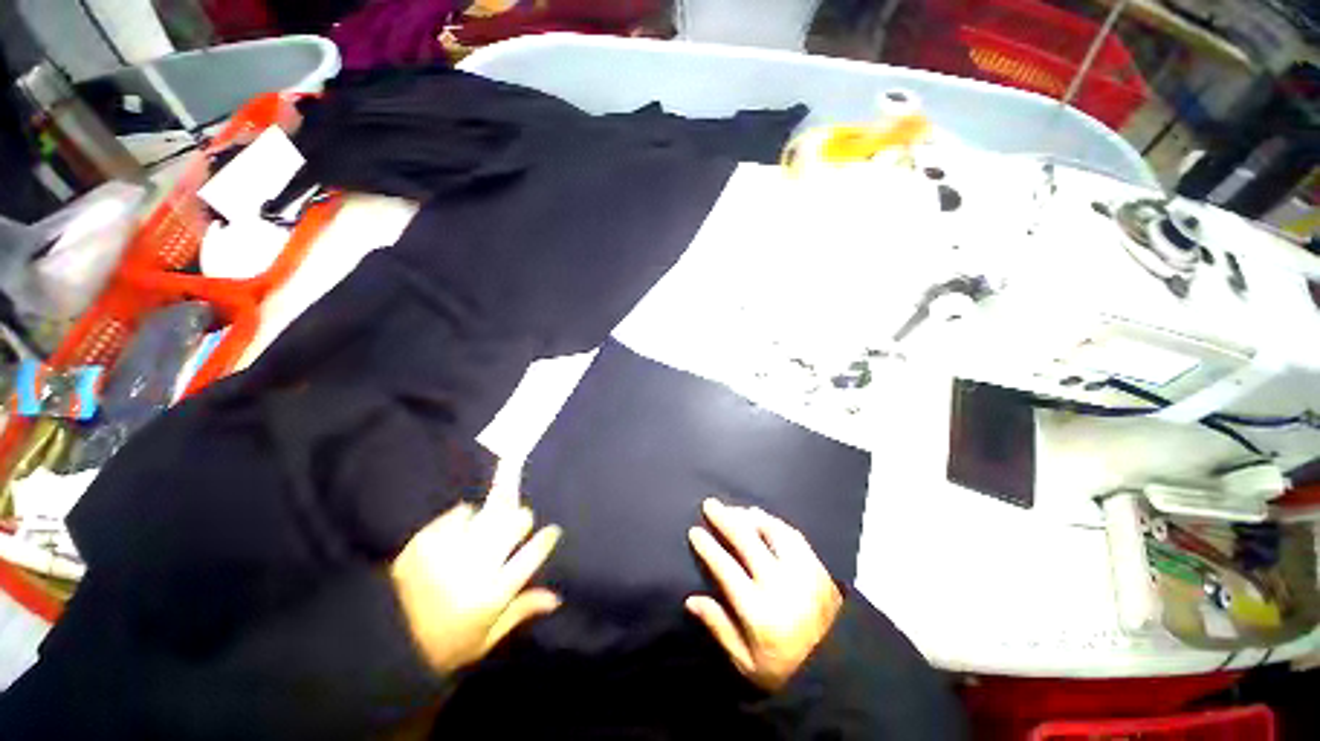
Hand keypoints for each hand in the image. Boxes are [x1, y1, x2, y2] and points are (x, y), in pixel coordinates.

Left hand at [390, 486, 561, 674]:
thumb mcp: (486, 638)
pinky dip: (465, 517)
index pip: (531, 556)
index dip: (546, 539)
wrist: (384, 644)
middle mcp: (473, 568)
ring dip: (494, 518)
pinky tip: (461, 530)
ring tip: (488, 527)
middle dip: (521, 521)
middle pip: (514, 524)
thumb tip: (556, 597)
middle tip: (519, 525)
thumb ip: (521, 611)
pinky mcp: (425, 542)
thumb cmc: (443, 647)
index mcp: (491, 595)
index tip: (552, 531)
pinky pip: (458, 514)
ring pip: (489, 513)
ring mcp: (448, 551)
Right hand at [686, 498, 842, 690]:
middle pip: (747, 540)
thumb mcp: (746, 663)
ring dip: (749, 516)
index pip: (726, 568)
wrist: (839, 671)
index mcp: (759, 611)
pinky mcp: (817, 566)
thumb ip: (719, 628)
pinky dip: (773, 522)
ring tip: (734, 510)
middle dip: (725, 519)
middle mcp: (780, 584)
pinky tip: (762, 518)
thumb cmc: (786, 669)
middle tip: (709, 504)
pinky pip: (792, 534)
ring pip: (771, 531)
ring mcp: (802, 571)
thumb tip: (691, 600)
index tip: (695, 531)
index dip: (708, 547)